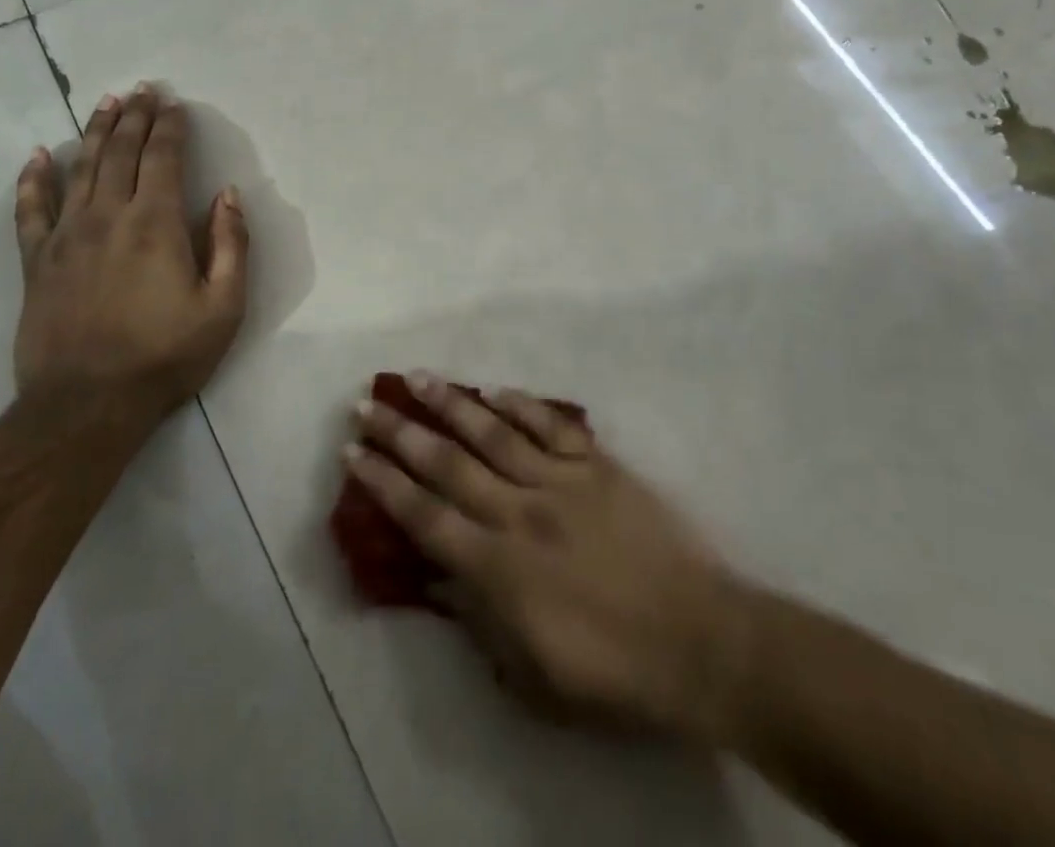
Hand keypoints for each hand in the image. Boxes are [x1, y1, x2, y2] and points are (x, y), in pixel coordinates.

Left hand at [13, 85, 248, 418]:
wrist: (87, 406)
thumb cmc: (165, 356)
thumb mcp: (223, 307)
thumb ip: (230, 245)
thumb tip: (227, 195)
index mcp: (155, 224)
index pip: (163, 158)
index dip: (170, 126)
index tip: (175, 103)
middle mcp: (107, 216)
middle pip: (120, 152)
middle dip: (134, 117)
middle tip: (142, 89)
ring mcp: (65, 236)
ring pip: (80, 169)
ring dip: (94, 132)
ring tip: (105, 103)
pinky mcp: (36, 261)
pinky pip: (31, 210)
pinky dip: (33, 179)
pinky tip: (36, 156)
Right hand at [346, 373, 744, 740]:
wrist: (701, 642)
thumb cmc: (613, 674)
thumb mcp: (532, 675)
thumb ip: (478, 620)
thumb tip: (437, 576)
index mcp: (499, 568)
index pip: (425, 516)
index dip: (384, 484)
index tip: (354, 454)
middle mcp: (520, 512)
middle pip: (448, 463)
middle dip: (401, 433)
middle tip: (366, 405)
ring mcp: (561, 482)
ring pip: (493, 432)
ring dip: (451, 403)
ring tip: (416, 378)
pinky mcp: (598, 466)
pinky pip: (551, 426)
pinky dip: (520, 405)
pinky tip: (494, 389)